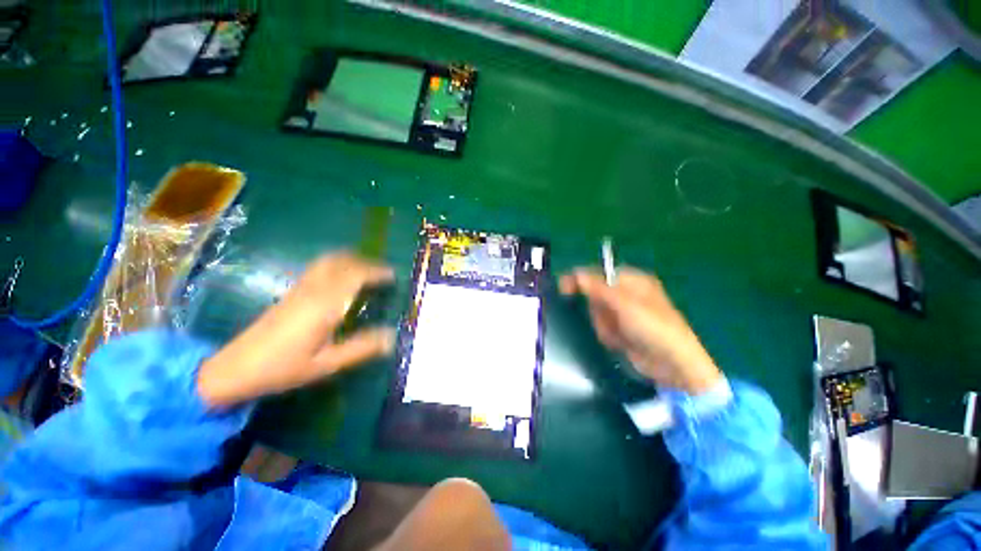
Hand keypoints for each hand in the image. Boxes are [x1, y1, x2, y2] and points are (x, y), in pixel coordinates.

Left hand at [198, 253, 395, 406]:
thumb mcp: (326, 365)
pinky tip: (341, 278)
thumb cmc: (282, 368)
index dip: (377, 272)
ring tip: (367, 270)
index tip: (393, 276)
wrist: (234, 368)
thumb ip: (360, 349)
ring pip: (328, 261)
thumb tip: (391, 337)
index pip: (356, 275)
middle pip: (342, 261)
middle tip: (383, 272)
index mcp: (324, 305)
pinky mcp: (291, 292)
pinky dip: (337, 264)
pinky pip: (319, 267)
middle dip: (366, 262)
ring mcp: (299, 288)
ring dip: (350, 260)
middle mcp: (313, 290)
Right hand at [559, 266, 721, 394]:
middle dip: (599, 311)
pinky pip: (603, 327)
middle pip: (595, 296)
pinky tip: (623, 343)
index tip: (563, 288)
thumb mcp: (624, 304)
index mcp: (633, 281)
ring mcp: (624, 313)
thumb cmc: (652, 327)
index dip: (581, 280)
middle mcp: (627, 294)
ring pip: (597, 313)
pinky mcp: (622, 329)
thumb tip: (577, 273)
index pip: (598, 274)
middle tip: (612, 320)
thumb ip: (597, 288)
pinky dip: (609, 336)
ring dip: (605, 326)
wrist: (672, 365)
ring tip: (622, 335)